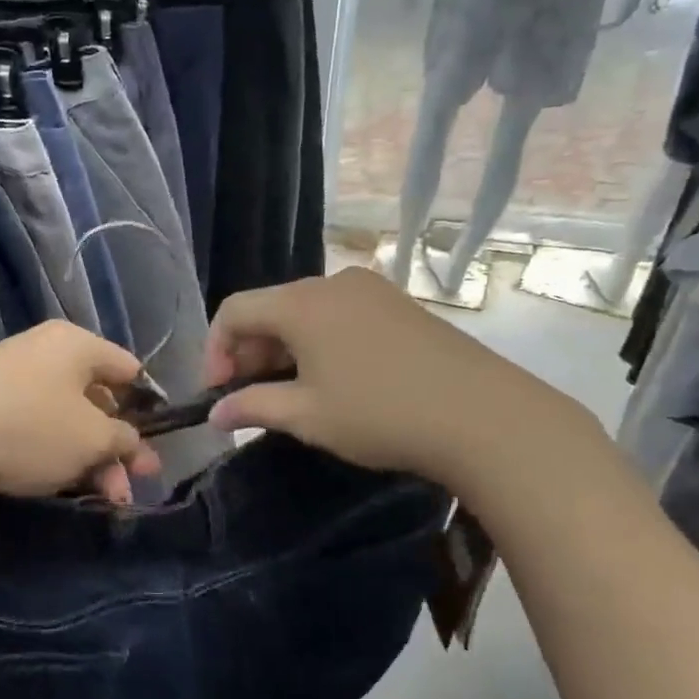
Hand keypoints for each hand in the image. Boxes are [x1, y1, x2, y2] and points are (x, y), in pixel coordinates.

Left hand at [0, 322, 162, 506]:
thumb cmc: (31, 428)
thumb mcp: (93, 439)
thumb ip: (125, 441)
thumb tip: (135, 445)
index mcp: (76, 344)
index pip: (128, 369)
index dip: (148, 407)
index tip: (153, 446)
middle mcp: (44, 351)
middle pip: (97, 399)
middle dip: (118, 447)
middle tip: (131, 487)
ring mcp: (11, 377)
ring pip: (66, 419)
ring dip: (90, 458)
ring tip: (104, 498)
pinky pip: (34, 426)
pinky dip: (53, 454)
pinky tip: (59, 484)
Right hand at [203, 270, 602, 494]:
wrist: (483, 415)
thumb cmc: (380, 414)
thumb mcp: (306, 416)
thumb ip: (252, 407)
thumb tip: (215, 414)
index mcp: (301, 303)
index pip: (235, 311)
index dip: (215, 350)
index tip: (218, 392)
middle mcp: (332, 283)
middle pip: (270, 308)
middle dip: (250, 352)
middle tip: (249, 397)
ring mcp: (372, 290)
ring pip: (306, 313)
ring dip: (284, 349)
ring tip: (289, 393)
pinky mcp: (399, 305)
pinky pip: (339, 316)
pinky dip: (319, 343)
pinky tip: (332, 379)